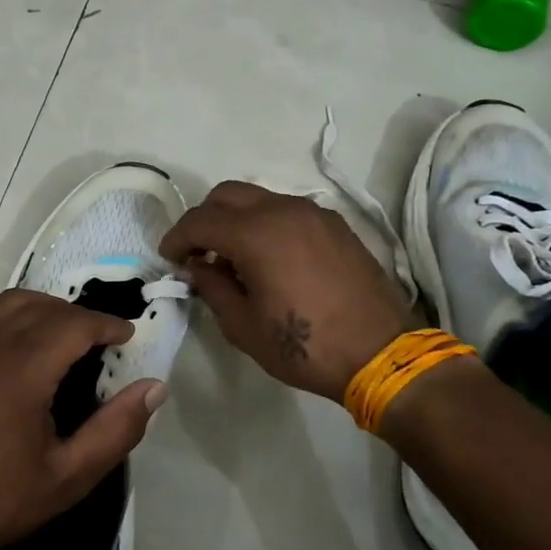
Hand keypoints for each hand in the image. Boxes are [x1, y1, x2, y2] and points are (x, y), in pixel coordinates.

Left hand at [0, 290, 166, 549]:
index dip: (107, 324)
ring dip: (45, 310)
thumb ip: (116, 430)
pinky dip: (11, 316)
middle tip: (102, 342)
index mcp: (21, 370)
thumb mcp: (68, 477)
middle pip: (45, 306)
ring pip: (12, 303)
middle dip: (80, 317)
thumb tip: (155, 387)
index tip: (127, 336)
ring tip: (64, 339)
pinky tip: (20, 346)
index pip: (75, 324)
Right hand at [160, 180, 412, 401]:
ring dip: (236, 220)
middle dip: (204, 219)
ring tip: (233, 259)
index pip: (200, 221)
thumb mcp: (243, 325)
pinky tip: (269, 259)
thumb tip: (196, 268)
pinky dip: (266, 224)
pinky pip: (287, 211)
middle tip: (198, 254)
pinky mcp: (335, 225)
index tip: (169, 259)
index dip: (177, 238)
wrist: (380, 354)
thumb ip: (212, 288)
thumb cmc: (304, 346)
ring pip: (259, 198)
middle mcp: (283, 210)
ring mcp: (313, 213)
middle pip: (227, 195)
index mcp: (255, 234)